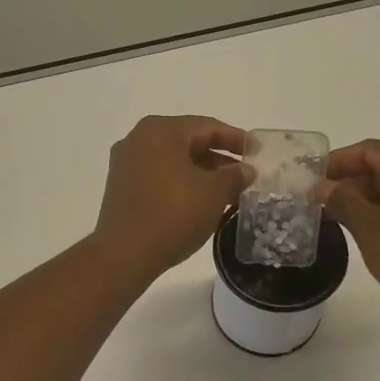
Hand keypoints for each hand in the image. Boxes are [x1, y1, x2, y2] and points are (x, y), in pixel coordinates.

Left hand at [92, 116, 253, 284]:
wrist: (124, 254)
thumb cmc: (173, 214)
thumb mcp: (213, 193)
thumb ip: (234, 176)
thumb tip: (246, 170)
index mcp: (161, 130)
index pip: (208, 127)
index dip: (236, 139)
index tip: (257, 152)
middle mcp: (139, 139)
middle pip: (189, 142)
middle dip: (220, 160)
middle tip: (245, 176)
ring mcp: (126, 163)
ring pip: (174, 162)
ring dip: (202, 175)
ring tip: (229, 195)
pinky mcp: (121, 187)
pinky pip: (159, 177)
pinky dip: (182, 184)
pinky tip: (201, 204)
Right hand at [320, 140, 379, 322]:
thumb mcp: (369, 228)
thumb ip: (343, 201)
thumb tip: (323, 185)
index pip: (369, 149)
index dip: (338, 161)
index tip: (314, 181)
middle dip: (353, 180)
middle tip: (326, 204)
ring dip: (370, 197)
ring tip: (346, 220)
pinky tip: (376, 232)